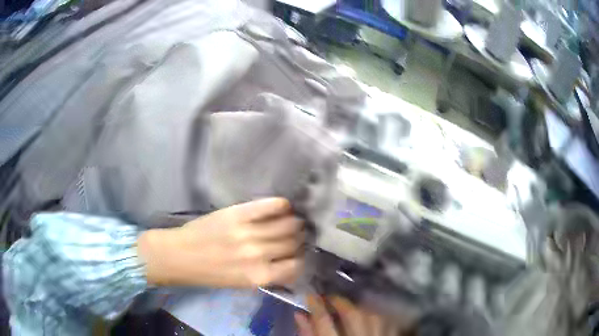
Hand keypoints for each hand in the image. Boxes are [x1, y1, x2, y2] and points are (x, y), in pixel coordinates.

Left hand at [138, 198, 304, 287]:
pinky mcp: (238, 213)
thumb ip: (268, 274)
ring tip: (292, 220)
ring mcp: (248, 232)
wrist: (180, 256)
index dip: (300, 258)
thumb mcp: (242, 283)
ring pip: (287, 224)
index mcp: (259, 276)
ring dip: (294, 222)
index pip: (296, 265)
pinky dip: (281, 205)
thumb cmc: (210, 274)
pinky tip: (284, 206)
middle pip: (293, 242)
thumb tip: (289, 262)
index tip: (297, 253)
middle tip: (296, 234)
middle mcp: (258, 254)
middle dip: (299, 239)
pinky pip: (269, 206)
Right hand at [295, 296, 402, 335]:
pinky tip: (368, 318)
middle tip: (329, 299)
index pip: (323, 321)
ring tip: (348, 308)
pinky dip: (377, 318)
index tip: (310, 297)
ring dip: (359, 309)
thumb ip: (308, 335)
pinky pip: (387, 324)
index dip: (316, 305)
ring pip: (372, 317)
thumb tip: (300, 315)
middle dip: (339, 302)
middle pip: (352, 315)